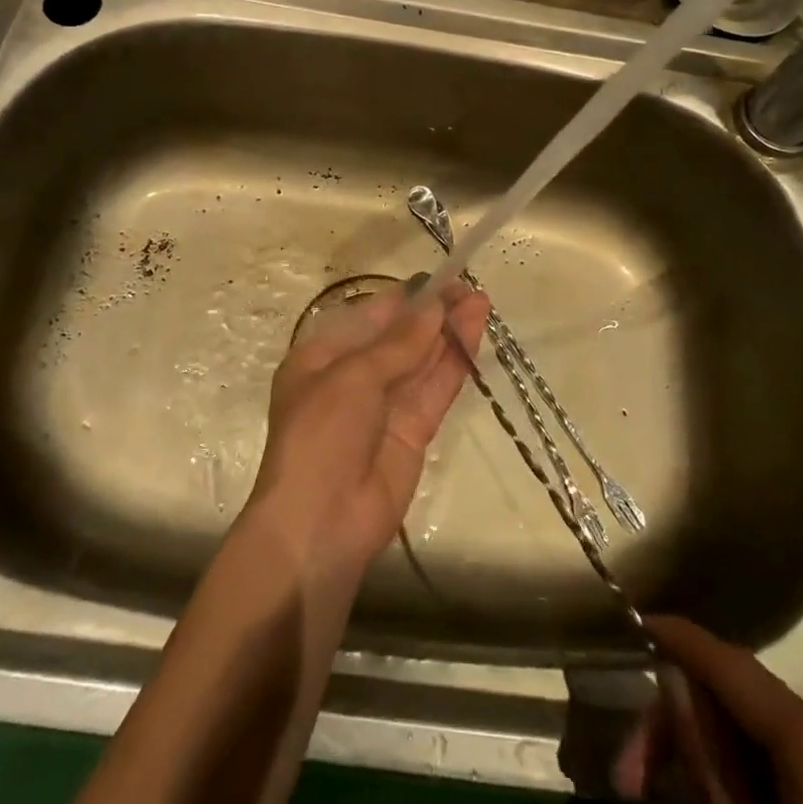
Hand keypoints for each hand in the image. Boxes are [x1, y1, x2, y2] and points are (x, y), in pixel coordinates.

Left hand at [246, 279, 489, 574]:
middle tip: (470, 287)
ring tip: (481, 301)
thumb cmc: (321, 434)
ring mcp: (386, 405)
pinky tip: (475, 335)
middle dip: (432, 313)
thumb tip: (434, 305)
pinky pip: (435, 389)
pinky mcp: (413, 431)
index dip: (405, 299)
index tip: (439, 280)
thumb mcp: (353, 377)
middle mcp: (354, 377)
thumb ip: (400, 342)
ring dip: (450, 332)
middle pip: (400, 338)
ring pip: (422, 360)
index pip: (369, 318)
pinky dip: (455, 362)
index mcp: (323, 357)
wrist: (321, 523)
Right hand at [616, 616, 802, 803]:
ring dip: (721, 756)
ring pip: (779, 737)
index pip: (737, 669)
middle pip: (754, 708)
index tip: (639, 622)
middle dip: (688, 729)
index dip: (683, 641)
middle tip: (629, 777)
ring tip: (668, 799)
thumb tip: (673, 679)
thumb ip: (708, 766)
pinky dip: (764, 775)